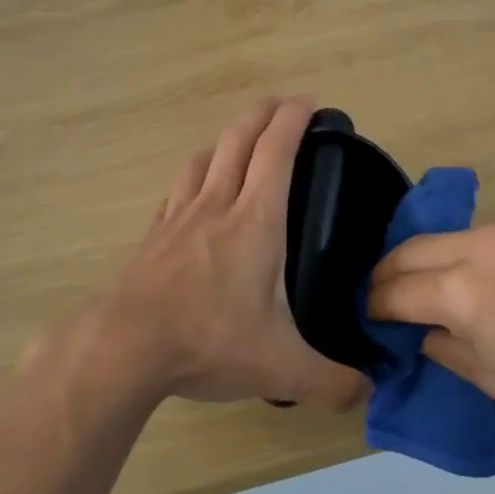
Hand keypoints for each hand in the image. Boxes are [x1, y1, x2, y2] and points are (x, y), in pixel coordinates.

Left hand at [87, 96, 369, 409]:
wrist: (126, 345)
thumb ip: (333, 381)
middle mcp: (216, 205)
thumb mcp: (282, 370)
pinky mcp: (153, 235)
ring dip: (225, 140)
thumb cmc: (208, 341)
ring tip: (239, 142)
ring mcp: (178, 216)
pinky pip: (177, 190)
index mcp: (255, 221)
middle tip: (281, 105)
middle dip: (262, 113)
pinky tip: (194, 193)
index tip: (309, 101)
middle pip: (238, 139)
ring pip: (204, 158)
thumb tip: (368, 391)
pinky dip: (194, 177)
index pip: (276, 151)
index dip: (294, 119)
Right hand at [367, 219, 494, 430]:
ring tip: (432, 285)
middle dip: (388, 274)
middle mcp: (480, 246)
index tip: (368, 315)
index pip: (397, 291)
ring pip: (447, 236)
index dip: (375, 305)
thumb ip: (447, 350)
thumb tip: (424, 331)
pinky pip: (488, 233)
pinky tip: (489, 277)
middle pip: (410, 249)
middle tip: (384, 295)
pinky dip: (471, 253)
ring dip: (430, 260)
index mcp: (465, 291)